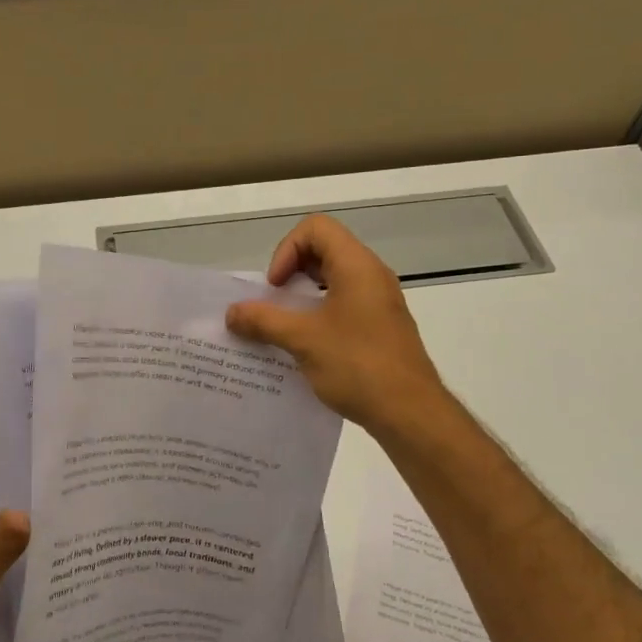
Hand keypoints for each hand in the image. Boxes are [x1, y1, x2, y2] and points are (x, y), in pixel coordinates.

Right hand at [225, 214, 447, 437]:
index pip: (316, 229)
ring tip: (283, 327)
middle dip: (290, 273)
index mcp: (356, 266)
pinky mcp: (380, 327)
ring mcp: (379, 302)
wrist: (409, 412)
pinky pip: (343, 305)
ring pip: (332, 281)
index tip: (276, 288)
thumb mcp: (302, 340)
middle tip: (274, 305)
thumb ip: (263, 321)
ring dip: (302, 297)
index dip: (287, 250)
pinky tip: (305, 347)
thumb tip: (231, 313)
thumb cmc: (357, 365)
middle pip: (324, 251)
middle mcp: (371, 276)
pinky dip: (319, 315)